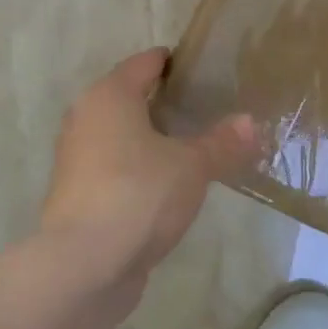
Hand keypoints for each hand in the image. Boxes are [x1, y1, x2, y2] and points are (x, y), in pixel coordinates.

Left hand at [41, 49, 256, 281]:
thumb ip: (222, 142)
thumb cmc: (138, 195)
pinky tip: (169, 184)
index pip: (145, 63)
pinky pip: (115, 167)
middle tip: (209, 108)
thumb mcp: (192, 166)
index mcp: (109, 96)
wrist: (83, 266)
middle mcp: (86, 118)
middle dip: (166, 102)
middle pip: (130, 97)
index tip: (205, 68)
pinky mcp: (78, 194)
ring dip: (152, 138)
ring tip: (195, 146)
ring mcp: (77, 158)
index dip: (174, 62)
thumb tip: (250, 122)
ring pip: (121, 135)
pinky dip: (139, 168)